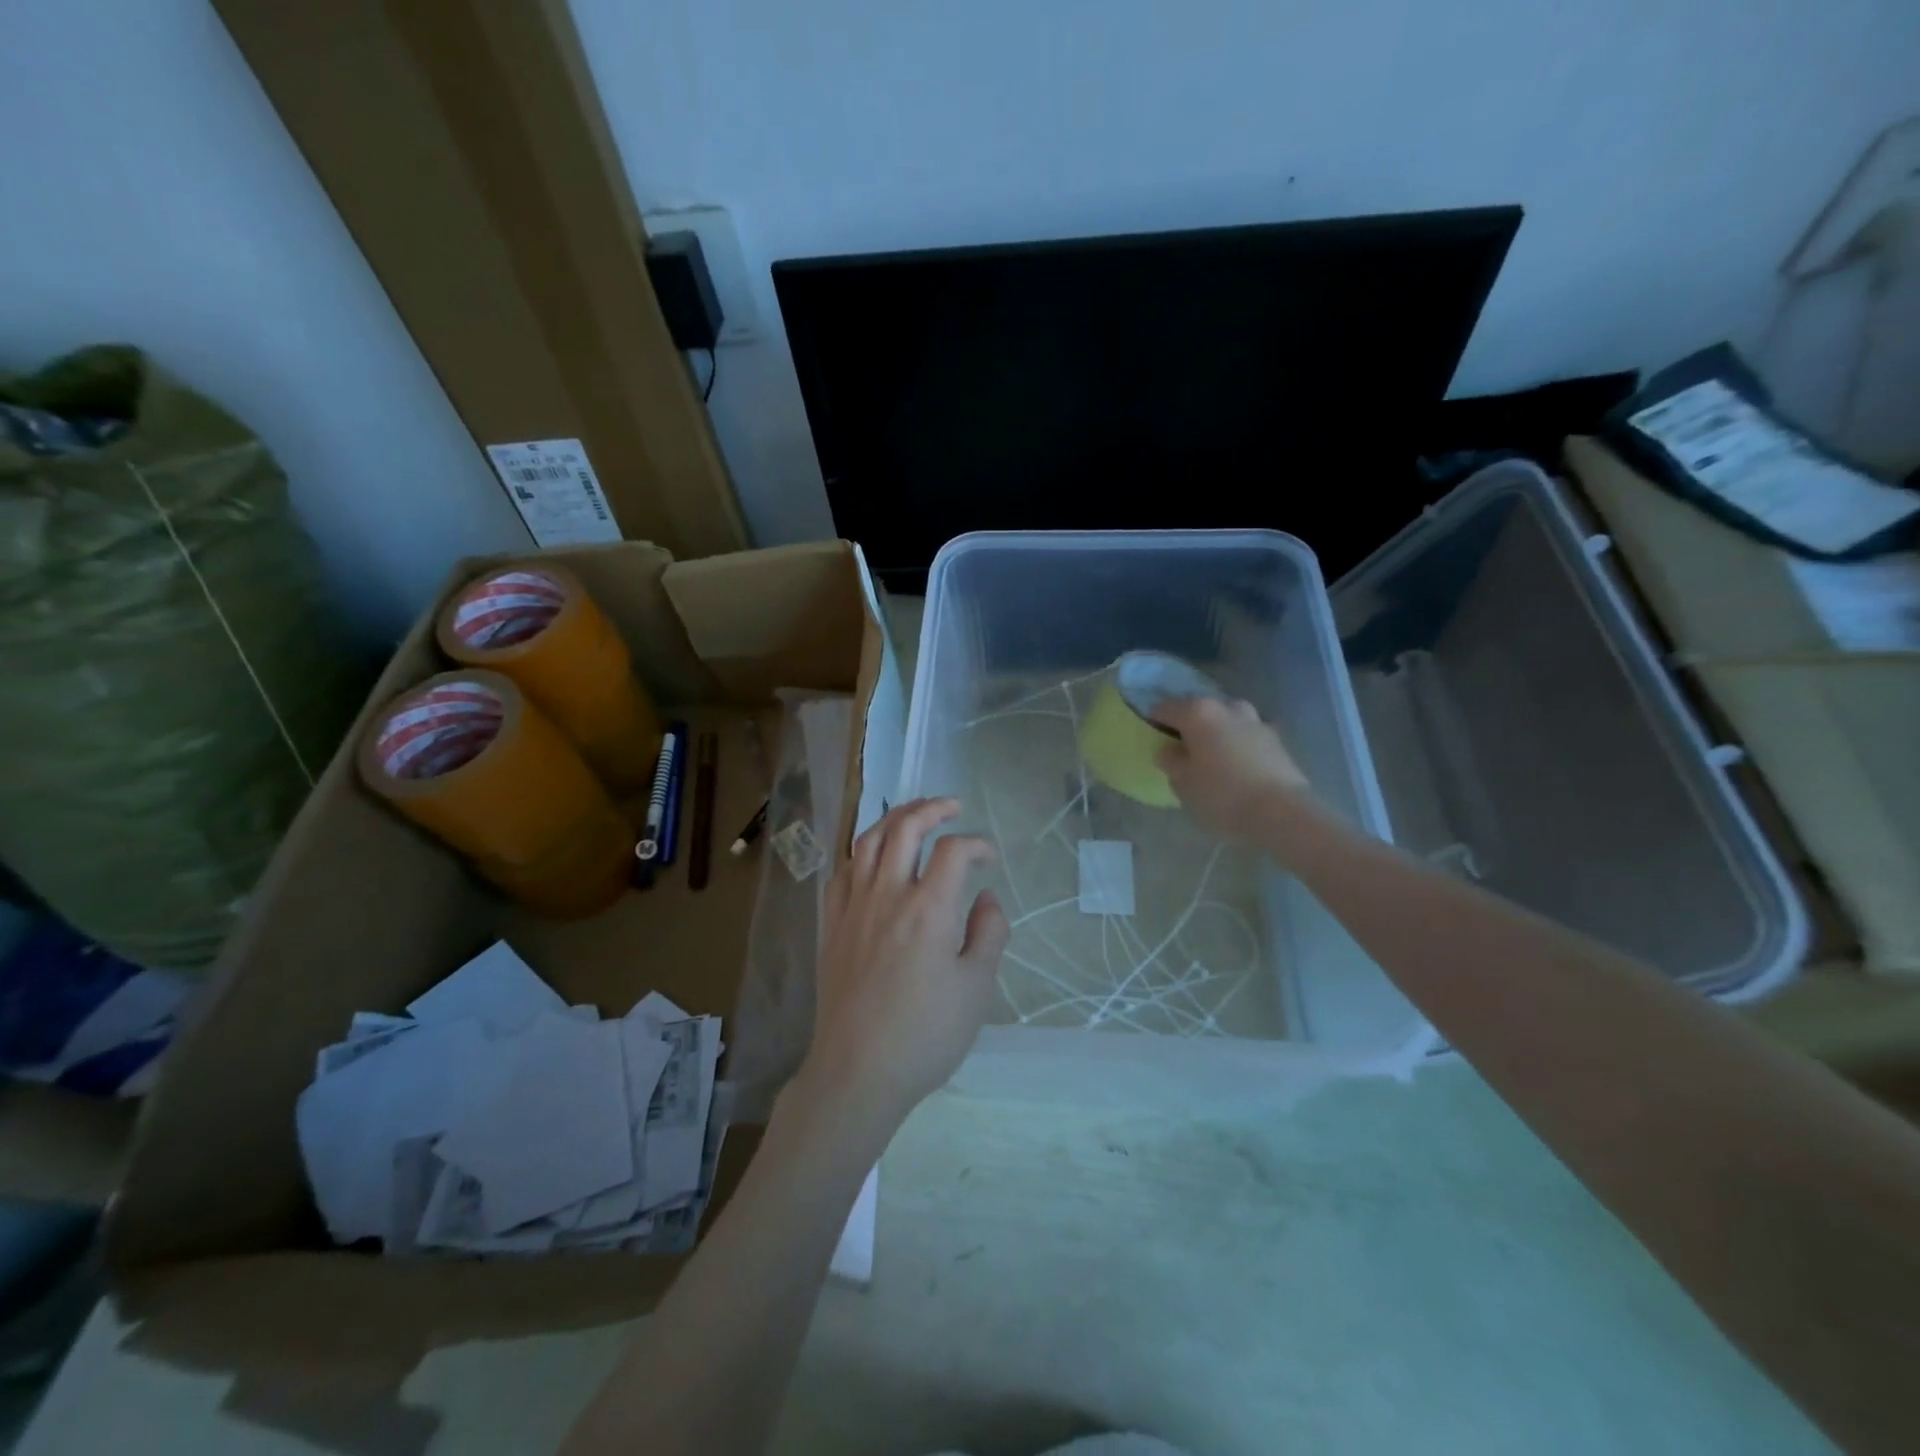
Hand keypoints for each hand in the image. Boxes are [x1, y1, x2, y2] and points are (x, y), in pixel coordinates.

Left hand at [799, 799, 1008, 1127]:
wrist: (858, 1071)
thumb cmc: (925, 1035)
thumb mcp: (976, 989)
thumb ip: (989, 934)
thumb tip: (986, 897)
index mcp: (928, 909)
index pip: (953, 851)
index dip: (977, 844)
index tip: (990, 857)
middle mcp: (887, 895)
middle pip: (904, 827)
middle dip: (931, 808)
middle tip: (951, 806)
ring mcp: (853, 907)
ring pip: (868, 841)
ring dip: (894, 819)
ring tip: (913, 815)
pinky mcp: (831, 925)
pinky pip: (843, 871)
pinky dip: (862, 852)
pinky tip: (872, 859)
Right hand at [1152, 696, 1312, 844]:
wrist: (1281, 813)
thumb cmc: (1221, 795)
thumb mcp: (1182, 783)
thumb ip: (1171, 762)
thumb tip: (1168, 750)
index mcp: (1198, 712)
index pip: (1165, 707)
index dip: (1154, 720)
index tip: (1151, 735)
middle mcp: (1227, 707)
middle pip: (1200, 708)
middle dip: (1189, 723)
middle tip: (1181, 747)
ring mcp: (1256, 721)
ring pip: (1227, 719)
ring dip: (1216, 731)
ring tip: (1210, 755)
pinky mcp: (1276, 739)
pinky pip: (1246, 735)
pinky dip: (1237, 743)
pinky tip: (1235, 765)